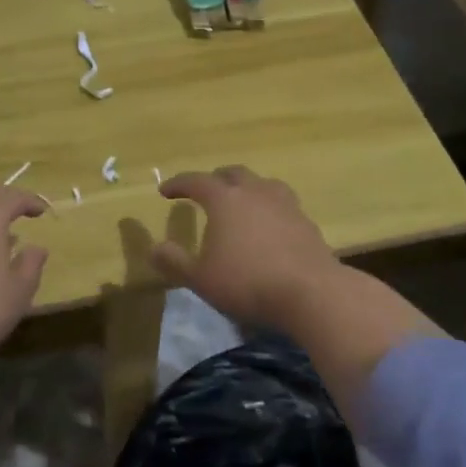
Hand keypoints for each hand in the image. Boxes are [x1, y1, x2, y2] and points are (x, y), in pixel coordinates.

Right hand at [150, 166, 340, 332]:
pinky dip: (269, 209)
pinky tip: (269, 226)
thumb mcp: (201, 278)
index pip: (196, 180)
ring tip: (241, 203)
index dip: (178, 183)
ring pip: (262, 184)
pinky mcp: (306, 221)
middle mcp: (254, 192)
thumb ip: (174, 262)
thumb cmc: (248, 282)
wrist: (311, 292)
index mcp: (224, 199)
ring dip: (247, 189)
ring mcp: (284, 204)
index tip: (165, 191)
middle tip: (205, 191)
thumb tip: (154, 247)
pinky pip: (282, 204)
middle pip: (232, 174)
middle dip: (215, 179)